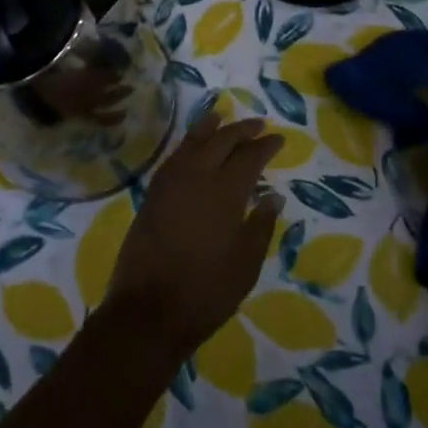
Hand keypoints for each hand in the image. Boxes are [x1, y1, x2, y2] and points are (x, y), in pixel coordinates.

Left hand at [103, 113, 283, 358]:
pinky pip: (174, 156)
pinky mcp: (152, 193)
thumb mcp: (246, 264)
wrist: (148, 310)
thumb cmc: (206, 291)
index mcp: (225, 191)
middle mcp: (197, 176)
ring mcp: (170, 182)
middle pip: (221, 141)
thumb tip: (273, 196)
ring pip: (193, 142)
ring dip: (210, 128)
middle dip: (242, 130)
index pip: (250, 157)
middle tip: (258, 124)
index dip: (266, 146)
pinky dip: (187, 144)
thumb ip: (260, 225)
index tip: (279, 139)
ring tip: (221, 117)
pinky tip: (192, 146)